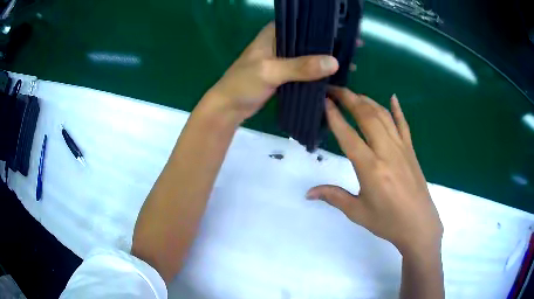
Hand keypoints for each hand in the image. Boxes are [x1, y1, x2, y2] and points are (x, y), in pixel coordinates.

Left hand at [201, 22, 338, 123]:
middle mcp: (280, 42)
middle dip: (330, 44)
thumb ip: (300, 66)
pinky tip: (333, 77)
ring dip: (326, 59)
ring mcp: (283, 59)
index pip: (303, 23)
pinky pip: (306, 70)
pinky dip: (318, 73)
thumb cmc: (243, 84)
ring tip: (349, 63)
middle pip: (310, 39)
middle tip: (353, 49)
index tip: (346, 33)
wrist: (229, 108)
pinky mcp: (285, 74)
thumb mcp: (270, 72)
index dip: (325, 27)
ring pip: (309, 55)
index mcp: (274, 33)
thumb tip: (334, 62)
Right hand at [307, 88, 442, 255]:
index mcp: (370, 168)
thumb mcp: (357, 212)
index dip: (334, 116)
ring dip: (367, 101)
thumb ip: (333, 197)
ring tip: (353, 94)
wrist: (419, 225)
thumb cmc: (388, 221)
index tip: (323, 101)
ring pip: (383, 116)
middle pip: (366, 116)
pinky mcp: (411, 150)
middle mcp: (386, 151)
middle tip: (334, 89)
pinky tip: (393, 97)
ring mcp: (401, 148)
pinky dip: (398, 110)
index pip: (348, 135)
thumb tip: (308, 193)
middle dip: (349, 99)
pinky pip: (404, 125)